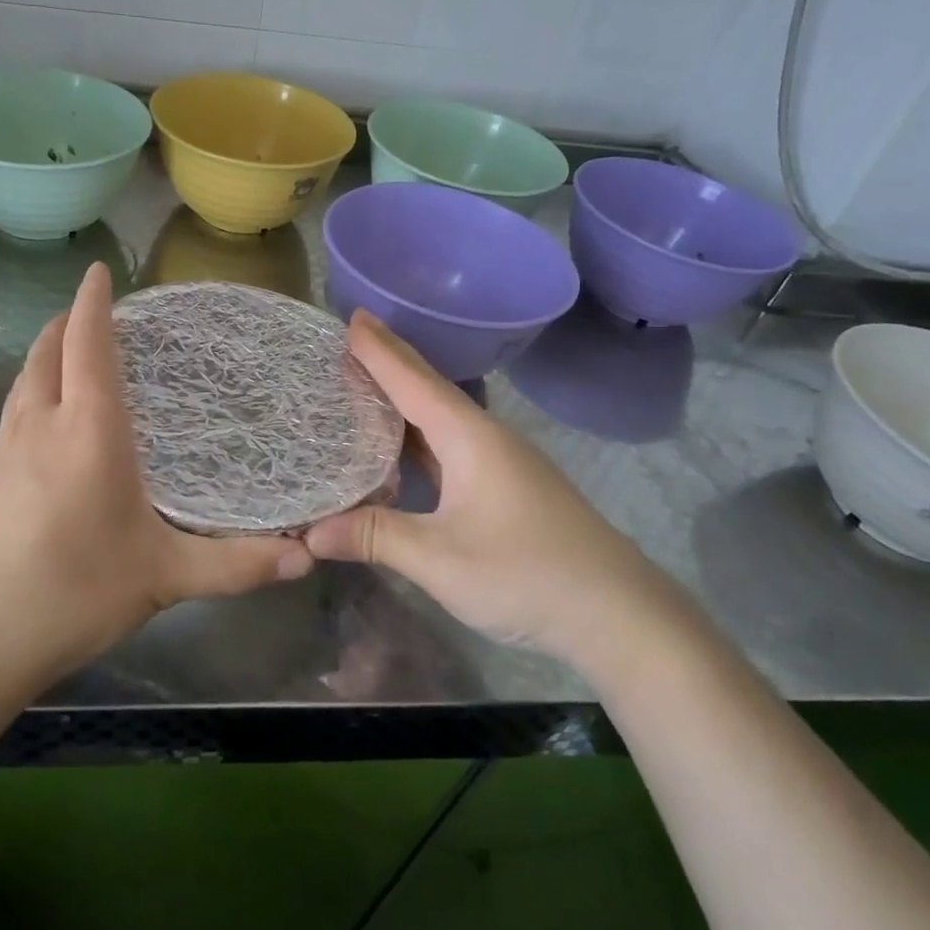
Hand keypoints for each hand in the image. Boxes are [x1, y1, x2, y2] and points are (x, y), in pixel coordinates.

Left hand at [0, 262, 311, 701]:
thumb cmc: (72, 595)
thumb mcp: (163, 578)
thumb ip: (236, 564)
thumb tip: (306, 556)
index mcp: (88, 430)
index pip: (88, 343)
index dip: (93, 302)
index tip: (99, 270)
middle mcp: (41, 424)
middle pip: (48, 350)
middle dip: (67, 320)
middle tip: (94, 310)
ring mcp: (3, 449)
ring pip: (25, 378)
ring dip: (46, 352)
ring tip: (71, 351)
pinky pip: (14, 410)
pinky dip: (34, 389)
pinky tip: (47, 419)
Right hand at [304, 313, 678, 674]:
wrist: (618, 613)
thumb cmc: (526, 574)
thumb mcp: (440, 559)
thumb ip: (374, 537)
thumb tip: (310, 532)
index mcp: (468, 437)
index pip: (412, 380)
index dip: (378, 350)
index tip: (350, 317)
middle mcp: (484, 436)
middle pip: (427, 388)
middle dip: (389, 361)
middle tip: (348, 337)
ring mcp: (499, 461)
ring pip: (439, 417)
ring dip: (402, 397)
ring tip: (363, 381)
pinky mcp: (505, 485)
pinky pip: (449, 444)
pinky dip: (417, 435)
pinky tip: (400, 445)